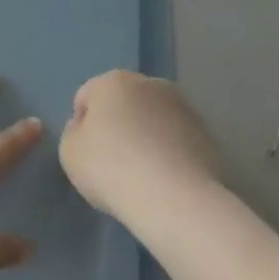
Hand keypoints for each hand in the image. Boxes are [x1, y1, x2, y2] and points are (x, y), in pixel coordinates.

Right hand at [60, 70, 221, 222]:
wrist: (173, 198)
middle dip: (118, 124)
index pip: (87, 96)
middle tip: (112, 162)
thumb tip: (88, 127)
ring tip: (142, 174)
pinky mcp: (209, 134)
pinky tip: (164, 180)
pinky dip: (169, 153)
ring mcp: (185, 108)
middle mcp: (152, 84)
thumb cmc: (111, 168)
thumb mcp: (69, 152)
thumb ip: (74, 132)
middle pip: (125, 103)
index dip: (81, 125)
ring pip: (154, 120)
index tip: (85, 153)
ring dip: (146, 137)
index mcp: (114, 81)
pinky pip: (177, 140)